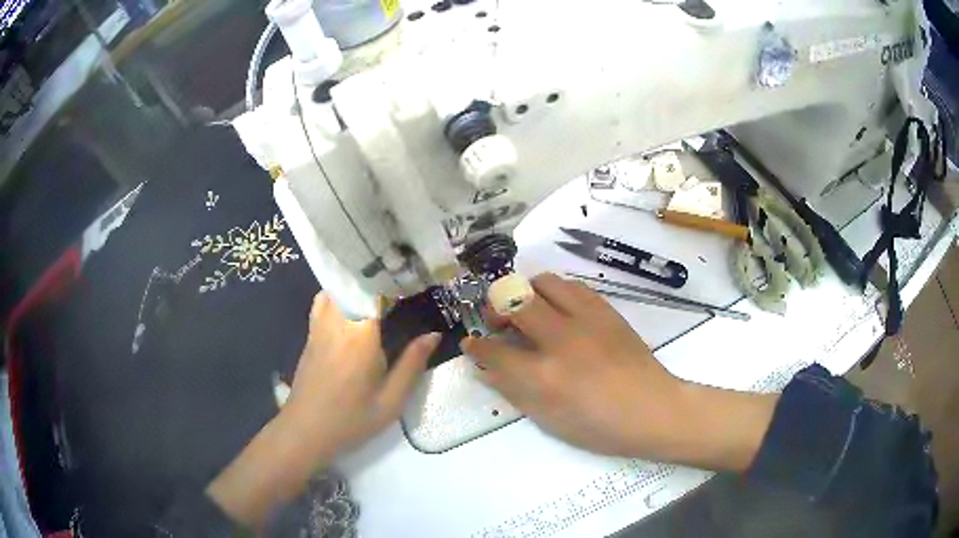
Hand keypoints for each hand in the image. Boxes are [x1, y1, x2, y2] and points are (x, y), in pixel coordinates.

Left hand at [283, 292, 440, 459]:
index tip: (413, 281)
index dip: (393, 282)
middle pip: (354, 285)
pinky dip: (337, 296)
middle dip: (375, 281)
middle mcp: (337, 322)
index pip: (375, 291)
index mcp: (361, 336)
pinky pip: (323, 302)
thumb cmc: (352, 418)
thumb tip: (433, 335)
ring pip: (336, 290)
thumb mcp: (391, 400)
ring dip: (355, 286)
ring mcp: (319, 326)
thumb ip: (412, 364)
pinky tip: (350, 309)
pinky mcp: (310, 335)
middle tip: (398, 285)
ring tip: (376, 293)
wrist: (306, 430)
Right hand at [463, 273, 776, 468]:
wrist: (653, 409)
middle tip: (497, 320)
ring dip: (526, 292)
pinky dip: (556, 293)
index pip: (495, 350)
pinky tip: (558, 310)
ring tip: (527, 310)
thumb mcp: (550, 419)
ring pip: (544, 282)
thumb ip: (514, 389)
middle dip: (496, 306)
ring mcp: (587, 319)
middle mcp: (562, 338)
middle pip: (515, 300)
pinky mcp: (607, 310)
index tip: (470, 342)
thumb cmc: (600, 425)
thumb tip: (487, 368)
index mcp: (545, 375)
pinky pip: (573, 286)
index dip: (476, 345)